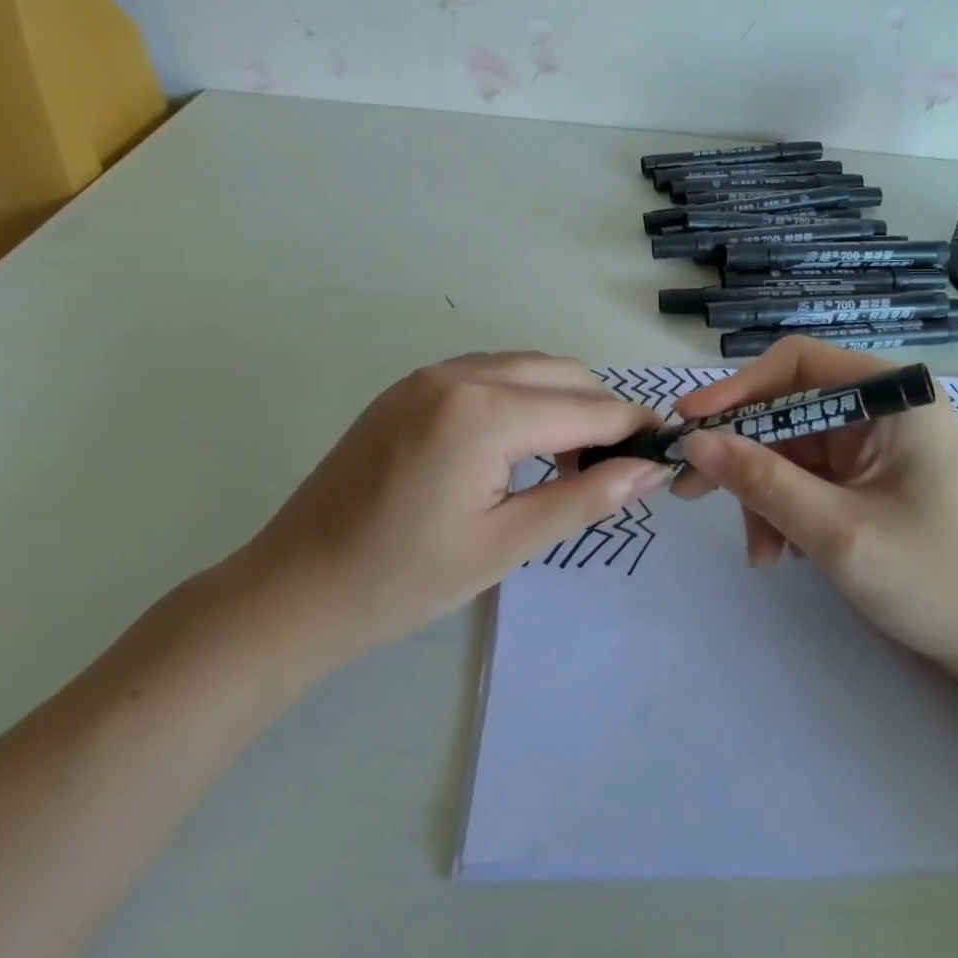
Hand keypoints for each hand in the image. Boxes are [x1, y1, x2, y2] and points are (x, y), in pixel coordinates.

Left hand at [228, 353, 669, 673]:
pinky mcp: (410, 387)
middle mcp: (459, 374)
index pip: (586, 408)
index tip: (665, 451)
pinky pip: (490, 373)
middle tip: (617, 465)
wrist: (293, 591)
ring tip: (572, 459)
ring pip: (528, 367)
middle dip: (601, 411)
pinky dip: (524, 397)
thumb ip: (584, 499)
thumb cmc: (402, 580)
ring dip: (563, 401)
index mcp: (483, 412)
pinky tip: (521, 444)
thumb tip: (650, 471)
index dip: (633, 429)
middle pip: (562, 373)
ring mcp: (429, 375)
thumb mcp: (505, 545)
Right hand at [671, 338, 957, 687]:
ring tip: (759, 552)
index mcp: (892, 396)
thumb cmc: (933, 580)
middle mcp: (881, 407)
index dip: (738, 388)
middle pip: (787, 408)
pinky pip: (804, 477)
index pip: (797, 363)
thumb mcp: (837, 532)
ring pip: (788, 448)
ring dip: (762, 495)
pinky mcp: (864, 476)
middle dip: (742, 453)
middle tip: (689, 489)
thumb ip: (763, 482)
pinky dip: (783, 510)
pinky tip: (780, 553)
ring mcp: (872, 443)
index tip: (690, 424)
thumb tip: (694, 442)